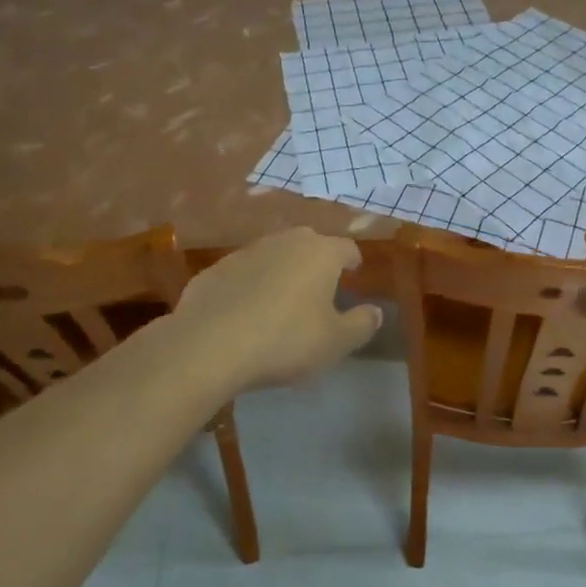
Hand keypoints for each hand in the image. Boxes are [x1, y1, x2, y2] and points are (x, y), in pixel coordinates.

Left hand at [169, 227, 381, 391]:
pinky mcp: (215, 269)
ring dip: (281, 271)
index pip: (347, 248)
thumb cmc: (285, 340)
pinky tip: (245, 312)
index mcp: (321, 253)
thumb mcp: (335, 342)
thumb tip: (376, 311)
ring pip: (274, 255)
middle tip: (320, 287)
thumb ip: (362, 324)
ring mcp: (247, 251)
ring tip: (282, 299)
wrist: (209, 345)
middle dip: (317, 261)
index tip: (354, 274)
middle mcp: (286, 242)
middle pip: (310, 244)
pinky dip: (249, 285)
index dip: (353, 262)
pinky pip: (243, 273)